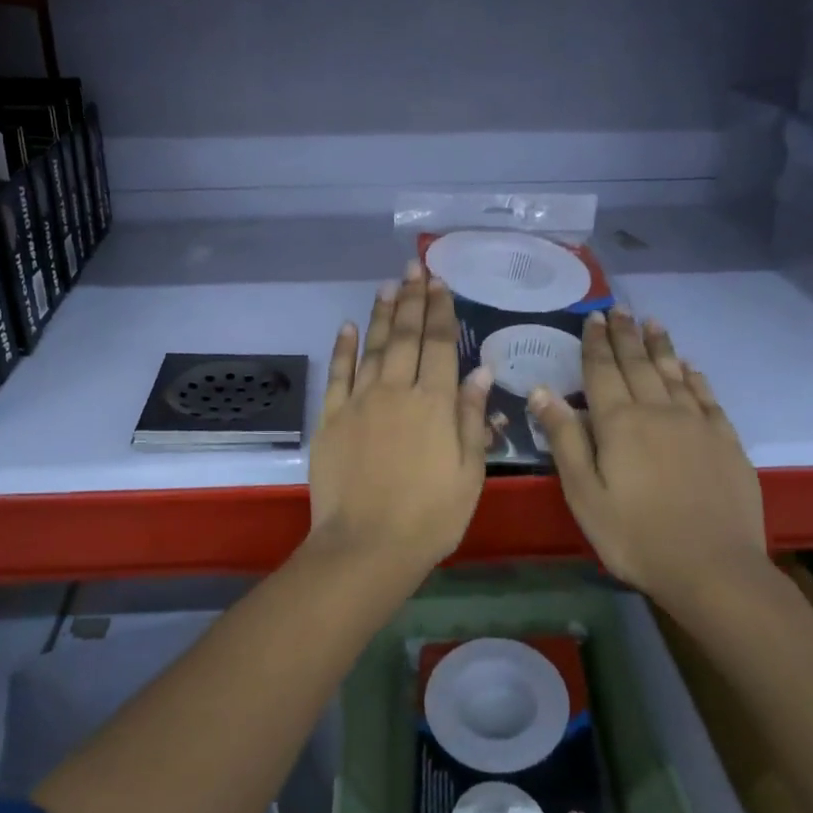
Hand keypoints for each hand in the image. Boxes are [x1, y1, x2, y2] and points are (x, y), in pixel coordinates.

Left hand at [308, 263, 492, 579]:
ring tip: (388, 285)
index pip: (440, 345)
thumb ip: (473, 419)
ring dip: (381, 313)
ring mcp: (360, 401)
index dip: (441, 311)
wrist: (366, 545)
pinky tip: (346, 325)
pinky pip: (338, 373)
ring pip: (373, 346)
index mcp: (435, 403)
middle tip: (414, 268)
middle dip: (412, 299)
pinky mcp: (331, 417)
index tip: (440, 284)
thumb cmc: (429, 516)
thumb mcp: (469, 473)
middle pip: (406, 336)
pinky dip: (343, 347)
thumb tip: (481, 371)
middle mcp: (397, 391)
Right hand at [530, 309, 767, 600]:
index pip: (602, 371)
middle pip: (638, 364)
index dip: (595, 343)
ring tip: (653, 323)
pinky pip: (707, 397)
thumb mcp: (584, 493)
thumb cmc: (634, 535)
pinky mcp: (726, 442)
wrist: (713, 568)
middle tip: (620, 309)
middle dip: (626, 335)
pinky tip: (690, 368)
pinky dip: (695, 378)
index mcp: (619, 423)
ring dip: (661, 346)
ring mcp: (697, 424)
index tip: (593, 316)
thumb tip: (541, 391)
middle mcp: (658, 411)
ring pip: (674, 373)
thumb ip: (564, 439)